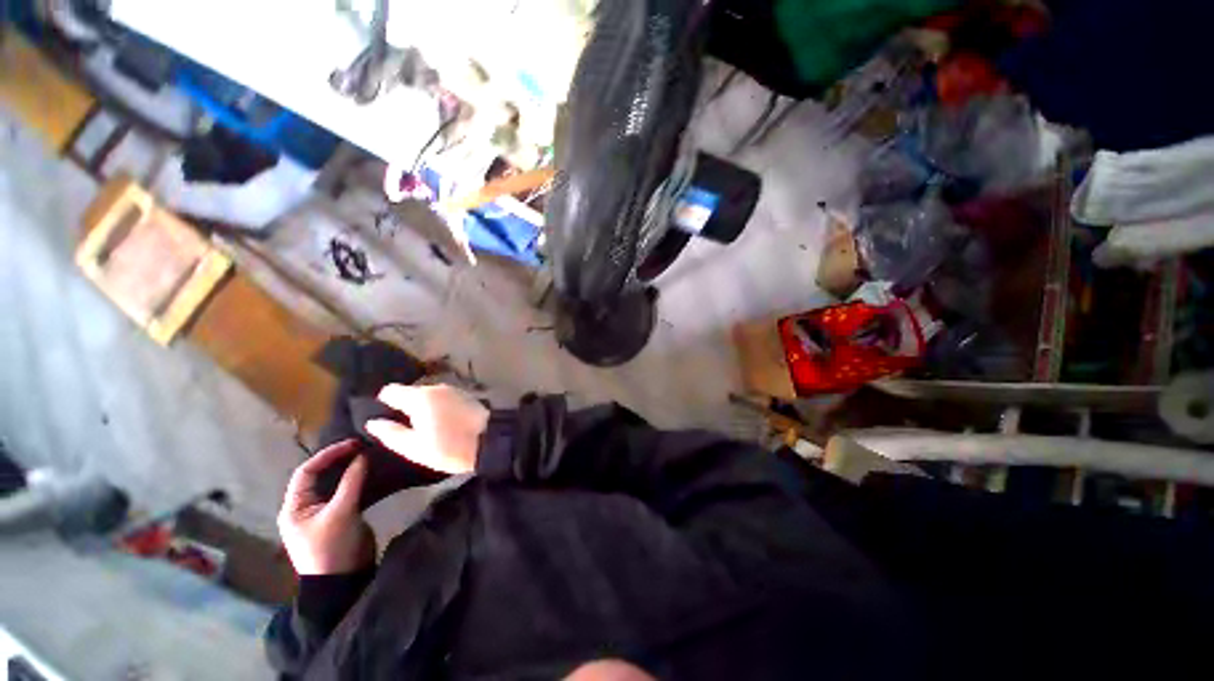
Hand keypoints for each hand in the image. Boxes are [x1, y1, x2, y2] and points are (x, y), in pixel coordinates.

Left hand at [278, 440, 375, 574]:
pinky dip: (358, 481)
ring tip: (368, 455)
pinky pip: (347, 492)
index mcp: (295, 507)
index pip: (306, 472)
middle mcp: (306, 507)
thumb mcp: (341, 513)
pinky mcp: (341, 517)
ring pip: (335, 483)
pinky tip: (372, 473)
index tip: (352, 444)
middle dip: (339, 460)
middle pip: (320, 476)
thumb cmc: (333, 547)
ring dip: (350, 470)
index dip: (328, 455)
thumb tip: (362, 456)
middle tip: (362, 447)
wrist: (343, 581)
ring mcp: (323, 513)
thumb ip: (351, 483)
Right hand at [366, 384, 489, 474]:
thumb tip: (374, 422)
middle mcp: (436, 387)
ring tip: (425, 427)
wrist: (491, 441)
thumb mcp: (415, 448)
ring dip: (424, 407)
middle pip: (412, 392)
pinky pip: (444, 398)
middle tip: (405, 428)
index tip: (385, 418)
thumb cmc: (450, 447)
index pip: (391, 390)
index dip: (384, 403)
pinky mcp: (467, 395)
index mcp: (420, 397)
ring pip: (429, 395)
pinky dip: (439, 407)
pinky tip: (442, 422)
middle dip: (405, 406)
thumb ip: (392, 433)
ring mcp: (454, 390)